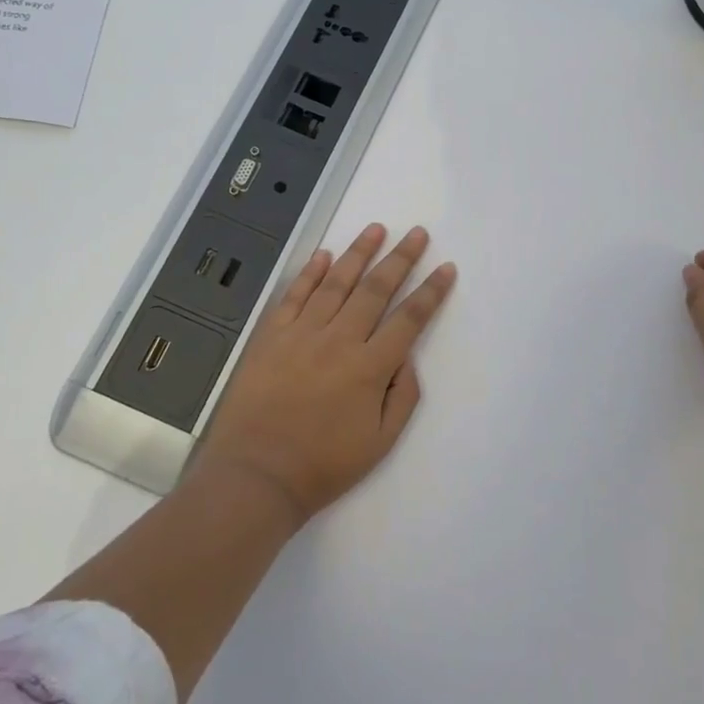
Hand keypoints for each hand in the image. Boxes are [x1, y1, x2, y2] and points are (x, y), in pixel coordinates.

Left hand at [194, 223, 456, 522]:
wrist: (257, 474)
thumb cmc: (323, 465)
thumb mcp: (380, 442)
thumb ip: (402, 395)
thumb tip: (407, 356)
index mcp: (370, 368)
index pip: (409, 319)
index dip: (431, 292)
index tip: (445, 269)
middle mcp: (339, 340)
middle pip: (376, 290)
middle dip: (401, 258)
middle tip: (417, 233)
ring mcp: (302, 334)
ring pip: (336, 283)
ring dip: (359, 253)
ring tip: (376, 229)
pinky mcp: (271, 336)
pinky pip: (294, 295)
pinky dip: (310, 273)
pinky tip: (323, 255)